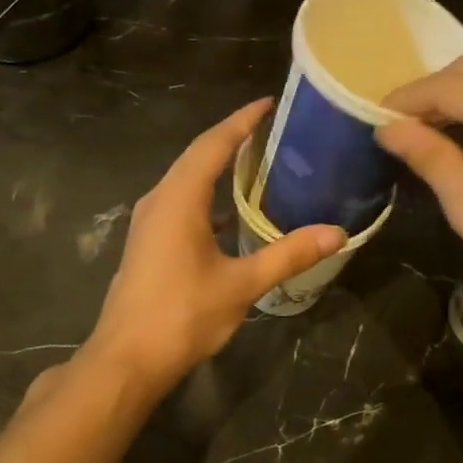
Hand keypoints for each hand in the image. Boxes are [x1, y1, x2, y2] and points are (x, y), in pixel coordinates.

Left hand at [80, 100, 344, 399]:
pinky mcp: (148, 242)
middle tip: (270, 128)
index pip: (214, 144)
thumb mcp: (241, 285)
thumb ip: (288, 255)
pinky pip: (181, 201)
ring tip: (256, 160)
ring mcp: (149, 221)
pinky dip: (208, 194)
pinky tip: (233, 212)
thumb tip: (336, 233)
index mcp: (179, 199)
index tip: (268, 102)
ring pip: (187, 179)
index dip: (242, 121)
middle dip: (232, 137)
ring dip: (218, 165)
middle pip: (198, 155)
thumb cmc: (182, 315)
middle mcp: (160, 200)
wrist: (125, 360)